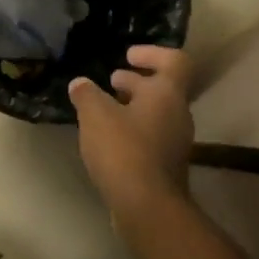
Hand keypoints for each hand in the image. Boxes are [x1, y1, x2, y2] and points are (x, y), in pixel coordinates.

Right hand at [69, 45, 193, 213]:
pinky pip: (151, 136)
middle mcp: (178, 114)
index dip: (152, 53)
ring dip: (133, 106)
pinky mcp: (166, 165)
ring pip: (156, 113)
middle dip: (136, 81)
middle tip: (112, 80)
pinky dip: (132, 129)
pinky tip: (108, 139)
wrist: (147, 206)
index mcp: (167, 94)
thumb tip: (80, 83)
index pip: (174, 60)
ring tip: (105, 109)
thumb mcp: (95, 116)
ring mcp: (175, 142)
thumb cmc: (124, 150)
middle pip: (163, 88)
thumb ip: (87, 95)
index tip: (128, 55)